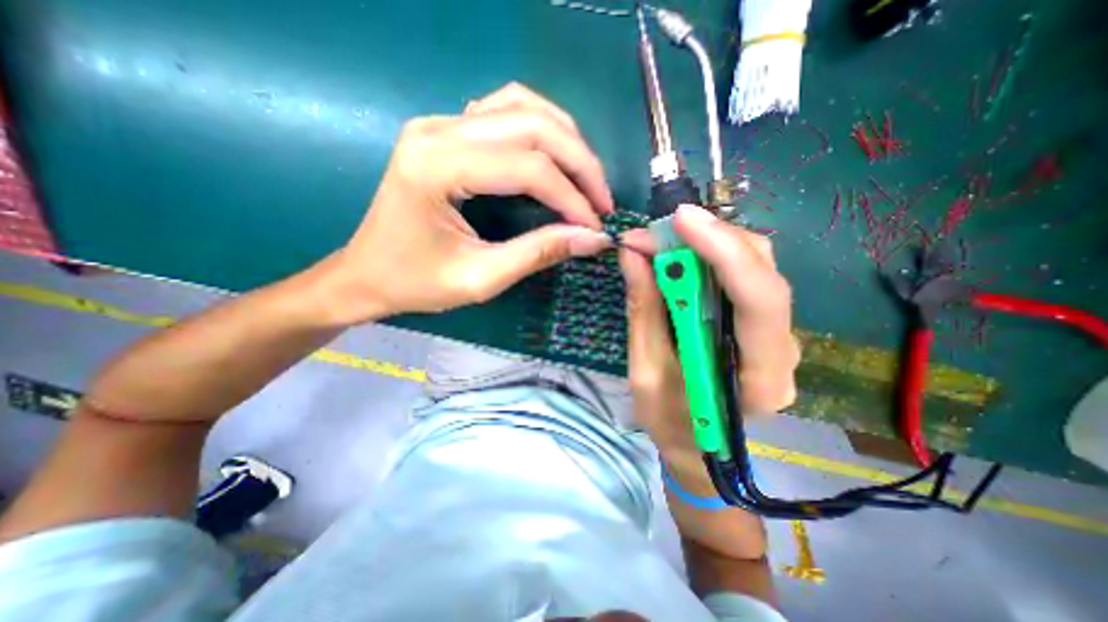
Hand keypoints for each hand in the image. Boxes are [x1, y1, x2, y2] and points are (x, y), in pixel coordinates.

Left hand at [319, 82, 615, 325]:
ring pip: (523, 107)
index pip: (527, 166)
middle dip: (580, 163)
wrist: (367, 274)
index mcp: (437, 165)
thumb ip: (538, 253)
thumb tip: (592, 238)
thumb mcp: (481, 279)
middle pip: (532, 125)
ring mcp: (440, 124)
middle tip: (602, 202)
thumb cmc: (416, 283)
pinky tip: (554, 158)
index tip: (596, 226)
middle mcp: (438, 129)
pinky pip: (505, 110)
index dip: (572, 197)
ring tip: (586, 180)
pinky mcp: (447, 131)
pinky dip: (541, 129)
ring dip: (565, 140)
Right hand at [620, 208, 800, 453]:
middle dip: (710, 239)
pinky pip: (742, 278)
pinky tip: (681, 258)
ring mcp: (776, 335)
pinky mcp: (760, 325)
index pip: (758, 300)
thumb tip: (633, 255)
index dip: (723, 252)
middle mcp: (782, 349)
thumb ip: (644, 312)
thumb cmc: (670, 422)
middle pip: (763, 271)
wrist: (698, 448)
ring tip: (662, 242)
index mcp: (758, 377)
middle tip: (657, 232)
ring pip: (756, 266)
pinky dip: (710, 258)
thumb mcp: (645, 372)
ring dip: (709, 244)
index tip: (680, 220)